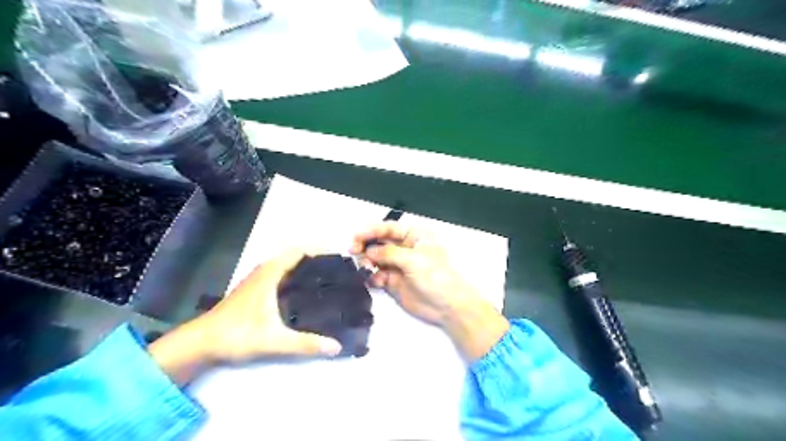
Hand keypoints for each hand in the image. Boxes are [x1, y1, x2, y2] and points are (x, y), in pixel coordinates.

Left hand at [150, 249, 341, 383]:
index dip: (319, 251)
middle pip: (295, 257)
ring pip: (287, 266)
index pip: (298, 251)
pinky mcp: (254, 290)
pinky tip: (304, 294)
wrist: (200, 343)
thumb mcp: (274, 340)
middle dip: (316, 260)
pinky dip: (295, 277)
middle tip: (337, 272)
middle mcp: (265, 271)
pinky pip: (281, 275)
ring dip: (305, 268)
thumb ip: (305, 344)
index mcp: (270, 274)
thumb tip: (336, 346)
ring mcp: (258, 280)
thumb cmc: (236, 335)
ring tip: (326, 281)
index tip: (338, 259)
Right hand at [351, 222, 509, 363]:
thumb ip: (389, 253)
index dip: (372, 230)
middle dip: (365, 245)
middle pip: (379, 242)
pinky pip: (376, 275)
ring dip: (367, 262)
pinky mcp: (392, 281)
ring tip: (366, 268)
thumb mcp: (414, 260)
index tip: (356, 236)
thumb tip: (369, 251)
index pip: (389, 229)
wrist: (447, 306)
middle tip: (353, 250)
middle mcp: (404, 248)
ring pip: (375, 259)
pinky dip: (373, 277)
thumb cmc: (435, 276)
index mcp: (414, 236)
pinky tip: (376, 282)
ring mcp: (397, 265)